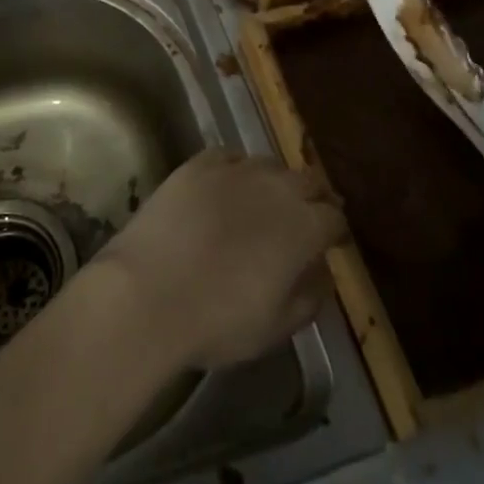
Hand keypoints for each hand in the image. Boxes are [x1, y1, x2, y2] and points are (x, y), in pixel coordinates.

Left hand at [93, 150, 346, 370]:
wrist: (148, 293)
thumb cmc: (218, 320)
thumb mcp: (277, 327)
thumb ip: (309, 296)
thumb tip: (323, 273)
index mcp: (303, 227)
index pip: (334, 217)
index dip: (335, 231)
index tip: (331, 243)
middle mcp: (275, 188)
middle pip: (308, 180)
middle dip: (313, 197)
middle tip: (306, 217)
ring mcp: (234, 170)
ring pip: (269, 164)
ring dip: (276, 181)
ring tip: (265, 200)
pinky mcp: (197, 164)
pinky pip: (229, 156)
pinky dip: (237, 168)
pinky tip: (229, 184)